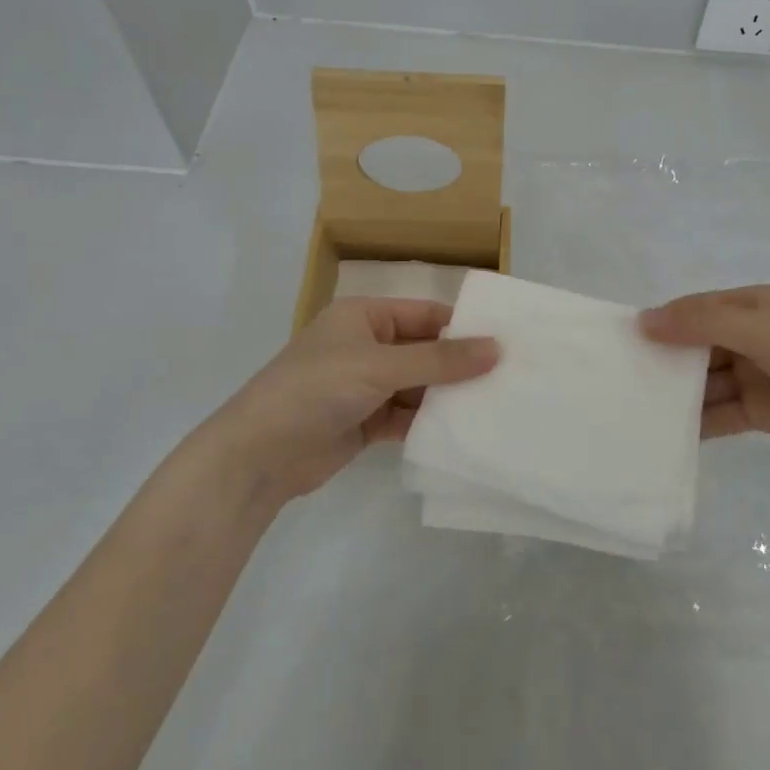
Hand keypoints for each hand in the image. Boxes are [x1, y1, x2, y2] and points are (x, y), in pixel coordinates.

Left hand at [200, 298, 497, 503]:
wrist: (258, 455)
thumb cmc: (316, 389)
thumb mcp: (380, 366)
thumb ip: (440, 360)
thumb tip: (497, 348)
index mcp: (364, 316)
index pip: (425, 314)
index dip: (463, 326)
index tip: (507, 342)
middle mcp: (366, 345)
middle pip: (425, 351)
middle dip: (460, 365)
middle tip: (511, 377)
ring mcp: (365, 386)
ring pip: (418, 385)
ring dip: (448, 396)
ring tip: (497, 405)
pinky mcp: (365, 421)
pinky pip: (407, 415)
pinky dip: (429, 422)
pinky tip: (463, 431)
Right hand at [639, 285, 769, 474]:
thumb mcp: (762, 330)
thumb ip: (702, 323)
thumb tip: (644, 321)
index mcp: (755, 306)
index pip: (696, 310)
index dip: (662, 324)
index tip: (623, 344)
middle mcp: (754, 337)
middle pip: (698, 347)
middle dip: (666, 362)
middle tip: (622, 383)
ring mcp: (760, 375)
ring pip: (708, 383)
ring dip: (679, 395)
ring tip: (637, 412)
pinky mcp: (767, 412)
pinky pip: (723, 413)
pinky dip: (699, 422)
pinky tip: (669, 435)